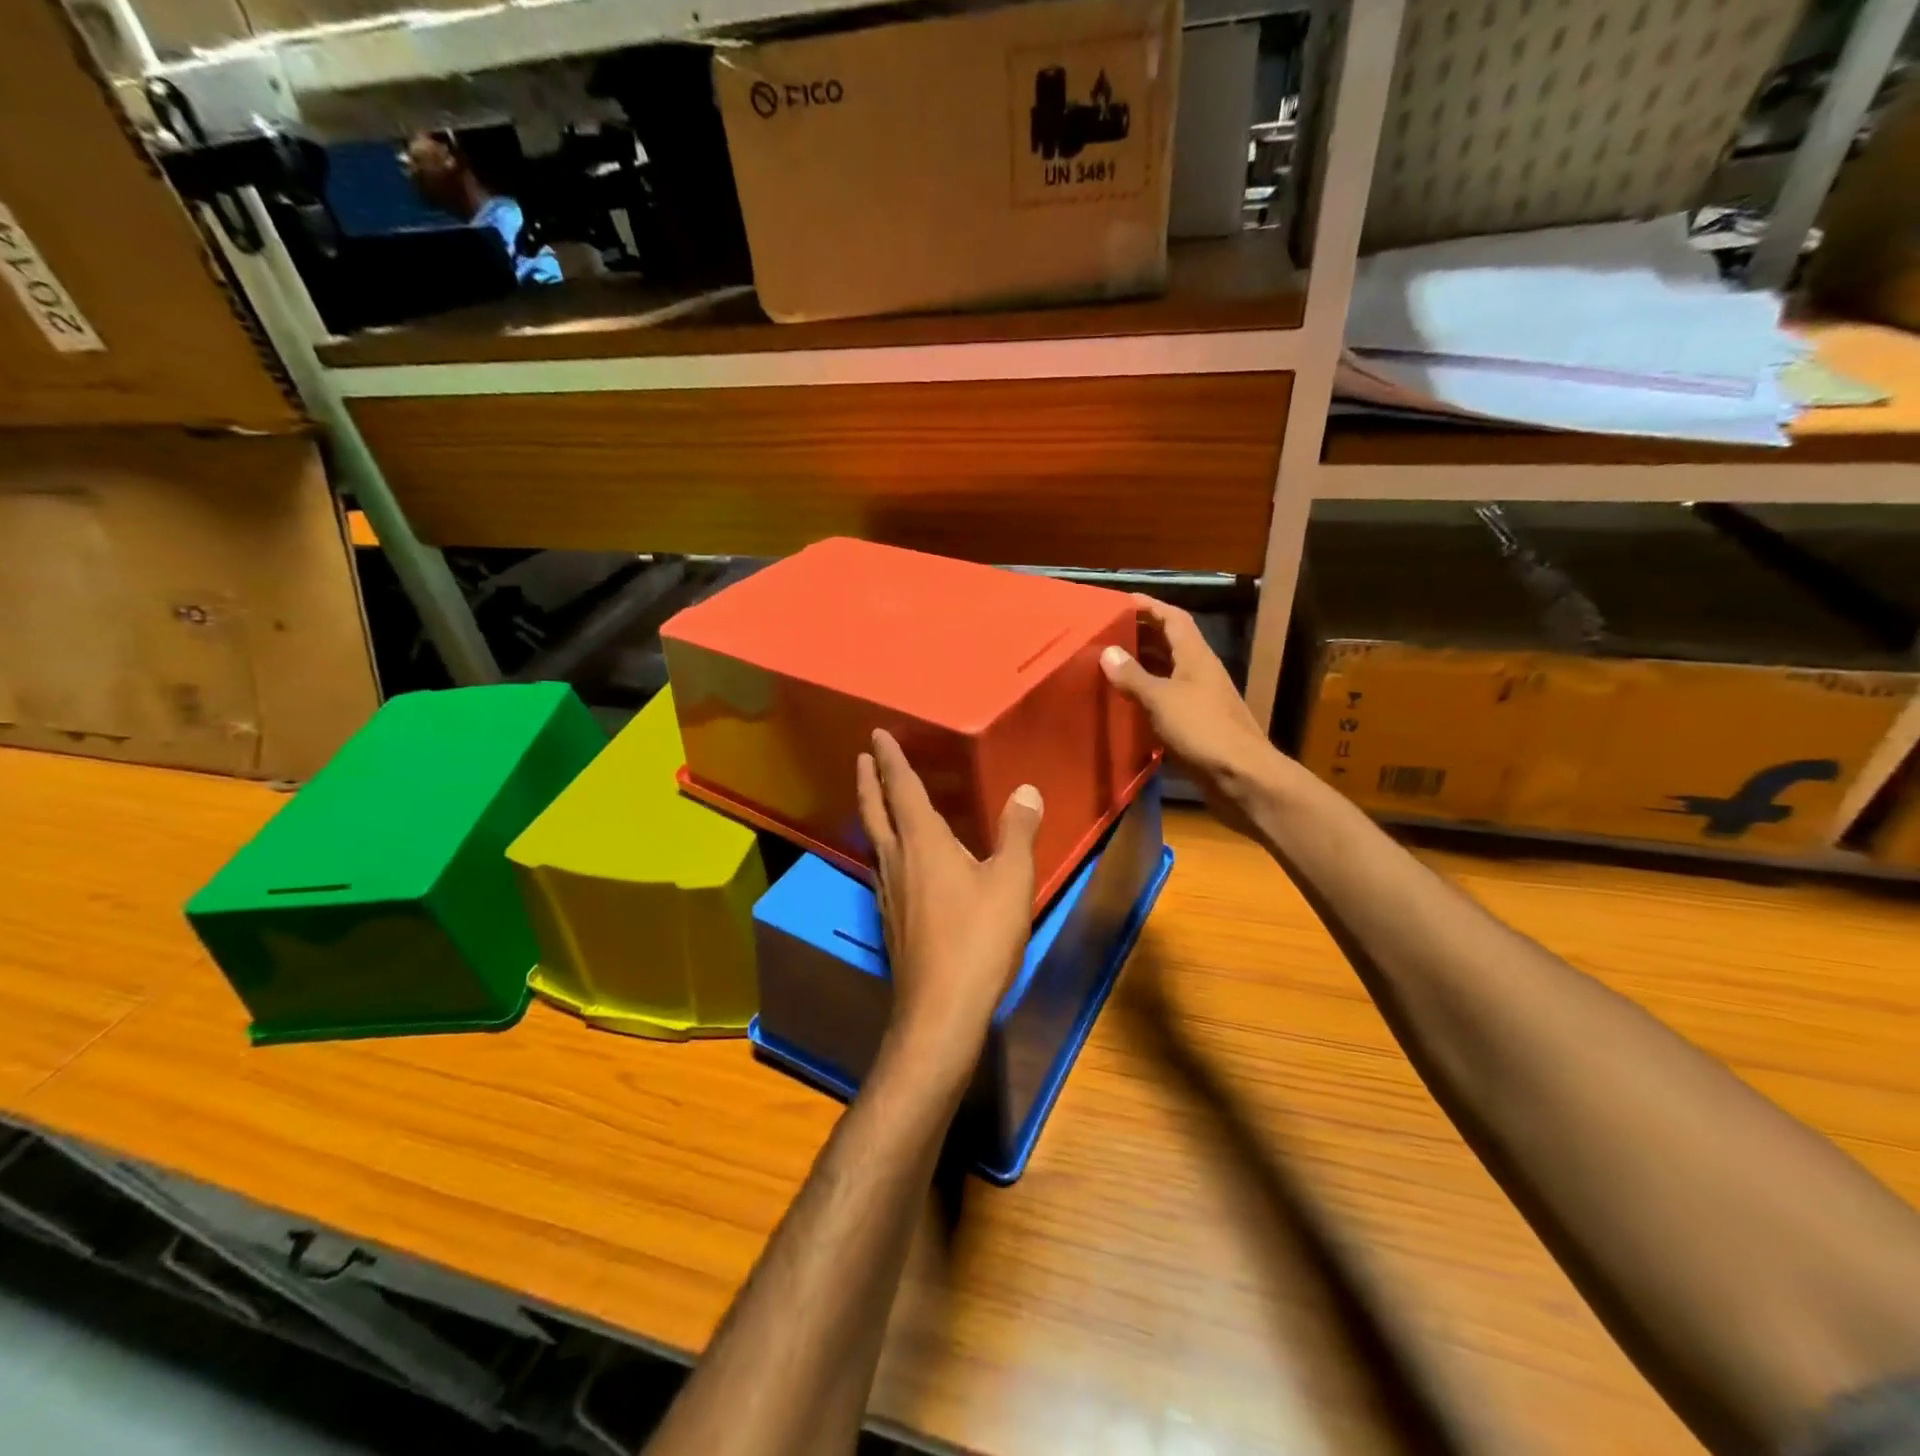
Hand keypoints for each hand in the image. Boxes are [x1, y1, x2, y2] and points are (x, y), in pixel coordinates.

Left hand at [856, 730, 1043, 1078]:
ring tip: (877, 801)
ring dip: (873, 813)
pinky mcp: (891, 919)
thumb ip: (1018, 833)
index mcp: (922, 842)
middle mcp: (897, 860)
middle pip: (875, 811)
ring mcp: (888, 893)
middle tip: (862, 758)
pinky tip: (897, 861)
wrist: (941, 1008)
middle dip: (868, 781)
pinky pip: (883, 867)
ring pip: (875, 841)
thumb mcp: (1010, 881)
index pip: (901, 789)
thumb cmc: (978, 938)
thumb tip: (1026, 790)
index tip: (876, 735)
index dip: (890, 760)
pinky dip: (885, 847)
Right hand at [1099, 595, 1280, 831]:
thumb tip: (1107, 652)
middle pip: (1170, 643)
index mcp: (1196, 657)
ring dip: (1143, 667)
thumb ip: (1133, 676)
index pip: (1173, 618)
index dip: (1149, 606)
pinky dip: (1147, 697)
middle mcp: (1200, 672)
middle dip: (1141, 634)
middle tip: (1107, 634)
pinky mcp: (1197, 726)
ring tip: (1110, 666)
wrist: (1241, 778)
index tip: (1120, 602)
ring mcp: (1201, 700)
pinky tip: (1126, 706)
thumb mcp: (1161, 699)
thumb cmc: (1202, 730)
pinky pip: (1168, 701)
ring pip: (1168, 673)